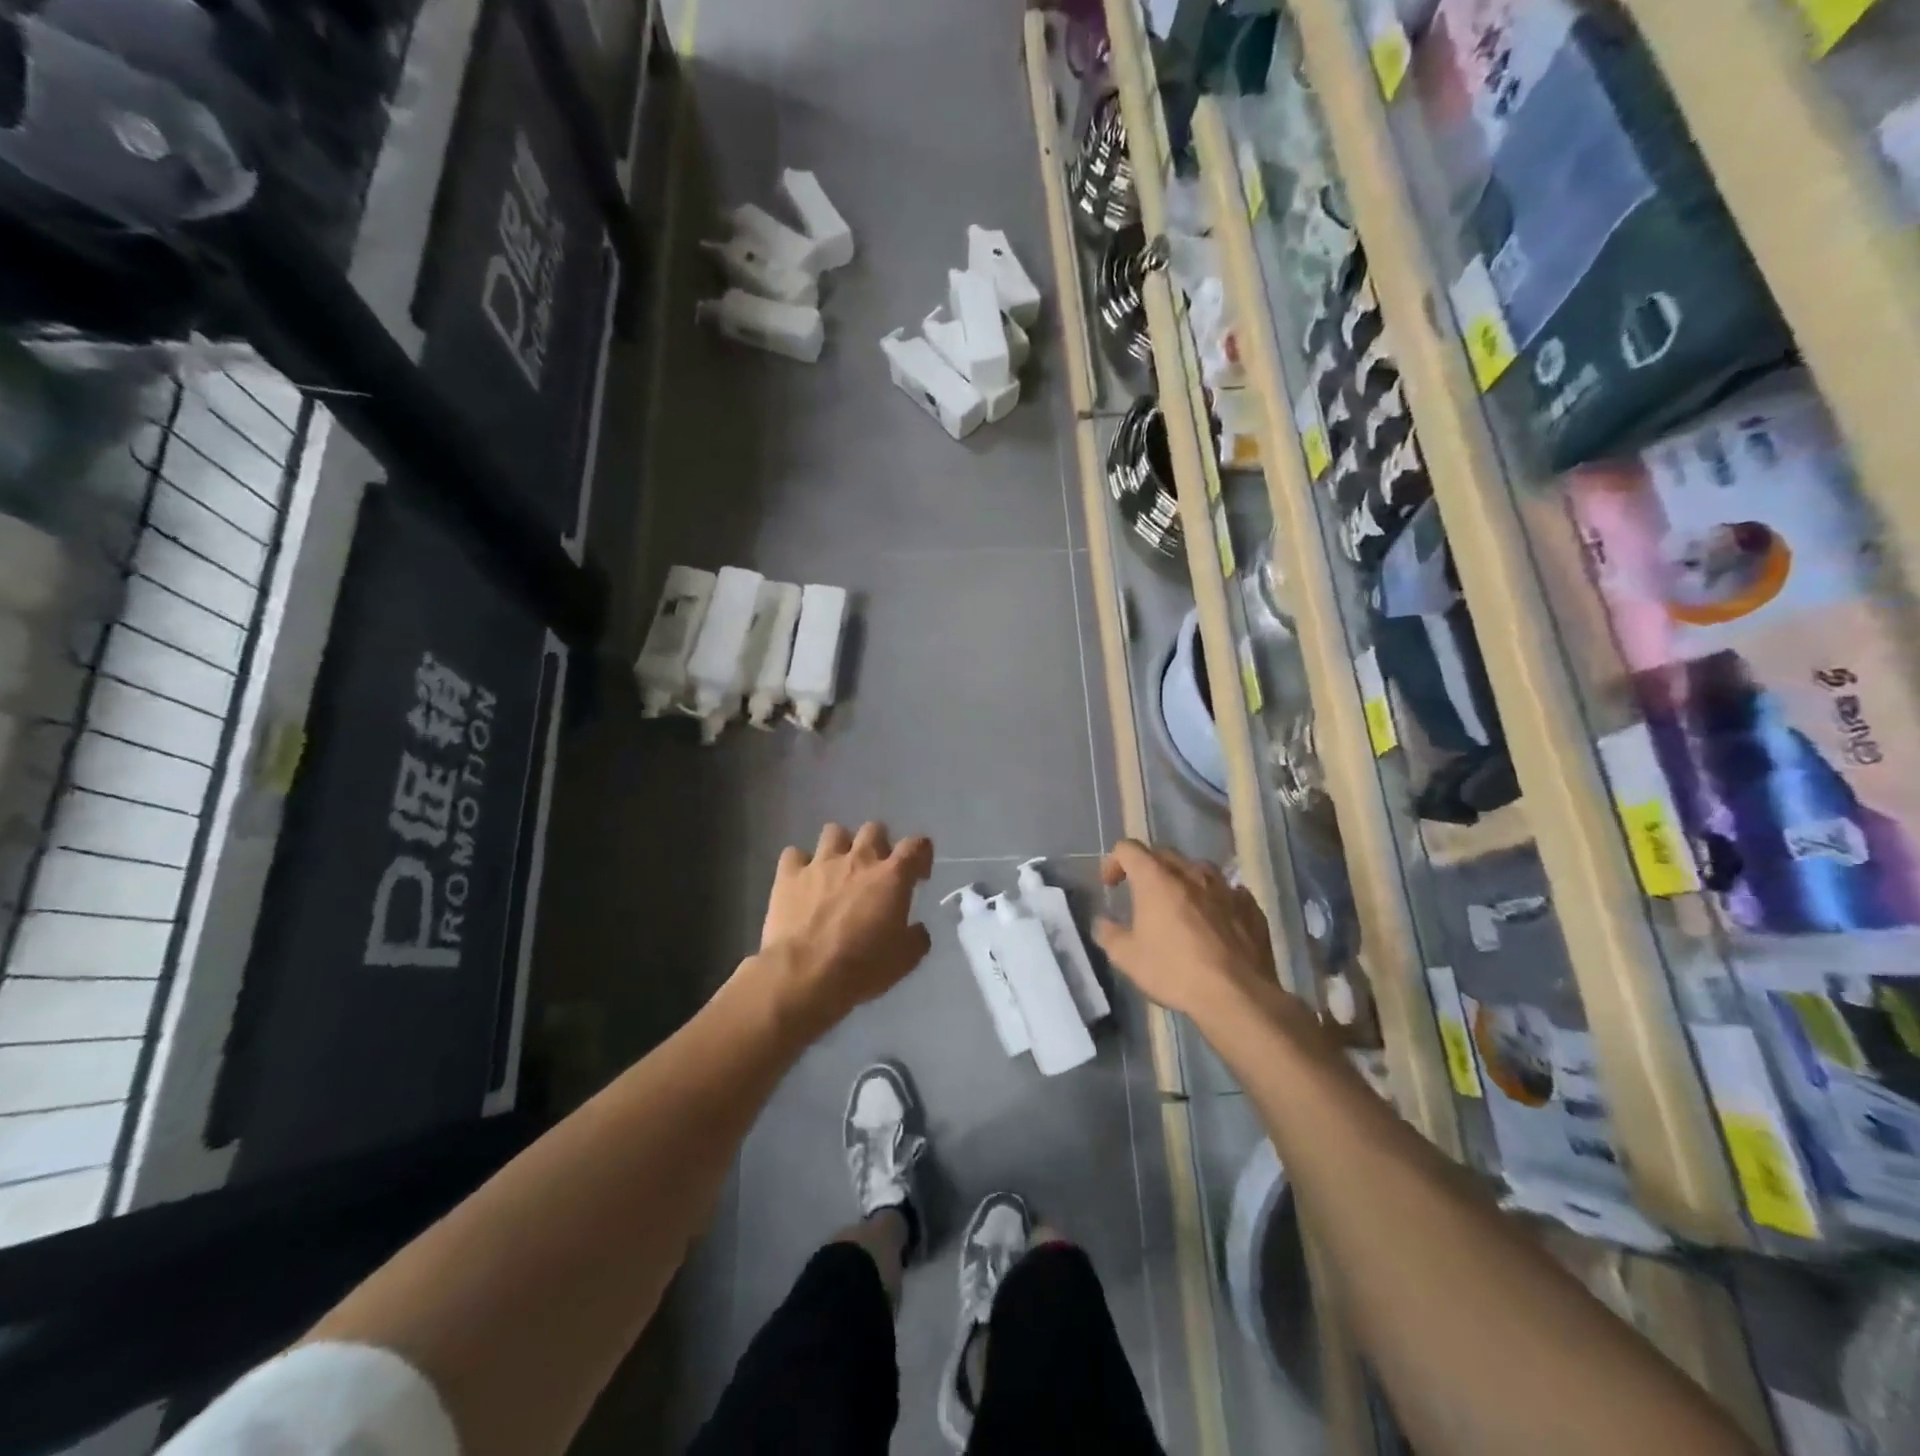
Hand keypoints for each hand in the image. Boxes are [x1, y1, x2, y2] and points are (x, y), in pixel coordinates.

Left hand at [759, 822, 934, 1026]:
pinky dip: (800, 864)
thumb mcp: (904, 960)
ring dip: (840, 846)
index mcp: (892, 877)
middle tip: (876, 871)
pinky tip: (802, 882)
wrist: (804, 975)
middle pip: (874, 829)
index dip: (921, 854)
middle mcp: (858, 860)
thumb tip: (917, 930)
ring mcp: (821, 863)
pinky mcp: (789, 875)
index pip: (916, 845)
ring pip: (834, 831)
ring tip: (838, 869)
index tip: (918, 875)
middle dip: (879, 844)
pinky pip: (794, 855)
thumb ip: (916, 938)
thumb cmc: (861, 968)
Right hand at [1092, 839, 1281, 1022]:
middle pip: (1164, 854)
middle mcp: (1191, 873)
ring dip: (1185, 880)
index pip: (1128, 849)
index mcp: (1156, 878)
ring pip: (1200, 869)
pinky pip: (1229, 892)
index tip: (1111, 885)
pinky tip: (1215, 921)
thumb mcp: (1127, 958)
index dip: (1114, 861)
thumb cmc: (1175, 972)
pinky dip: (1216, 900)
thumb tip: (1103, 923)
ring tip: (1181, 904)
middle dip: (1148, 868)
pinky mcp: (1251, 907)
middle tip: (1142, 895)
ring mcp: (1225, 888)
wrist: (1237, 996)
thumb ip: (1109, 934)